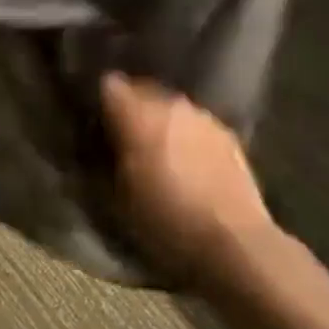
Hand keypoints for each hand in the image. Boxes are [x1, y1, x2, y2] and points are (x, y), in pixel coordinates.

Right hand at [100, 73, 275, 284]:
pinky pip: (196, 125)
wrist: (233, 243)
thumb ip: (102, 161)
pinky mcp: (228, 135)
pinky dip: (187, 136)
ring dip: (161, 122)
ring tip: (158, 151)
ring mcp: (203, 117)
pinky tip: (189, 163)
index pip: (109, 85)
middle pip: (142, 91)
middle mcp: (170, 105)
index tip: (95, 122)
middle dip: (132, 109)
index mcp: (137, 115)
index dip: (100, 101)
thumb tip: (95, 145)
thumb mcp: (116, 199)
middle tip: (124, 139)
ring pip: (171, 108)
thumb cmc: (165, 222)